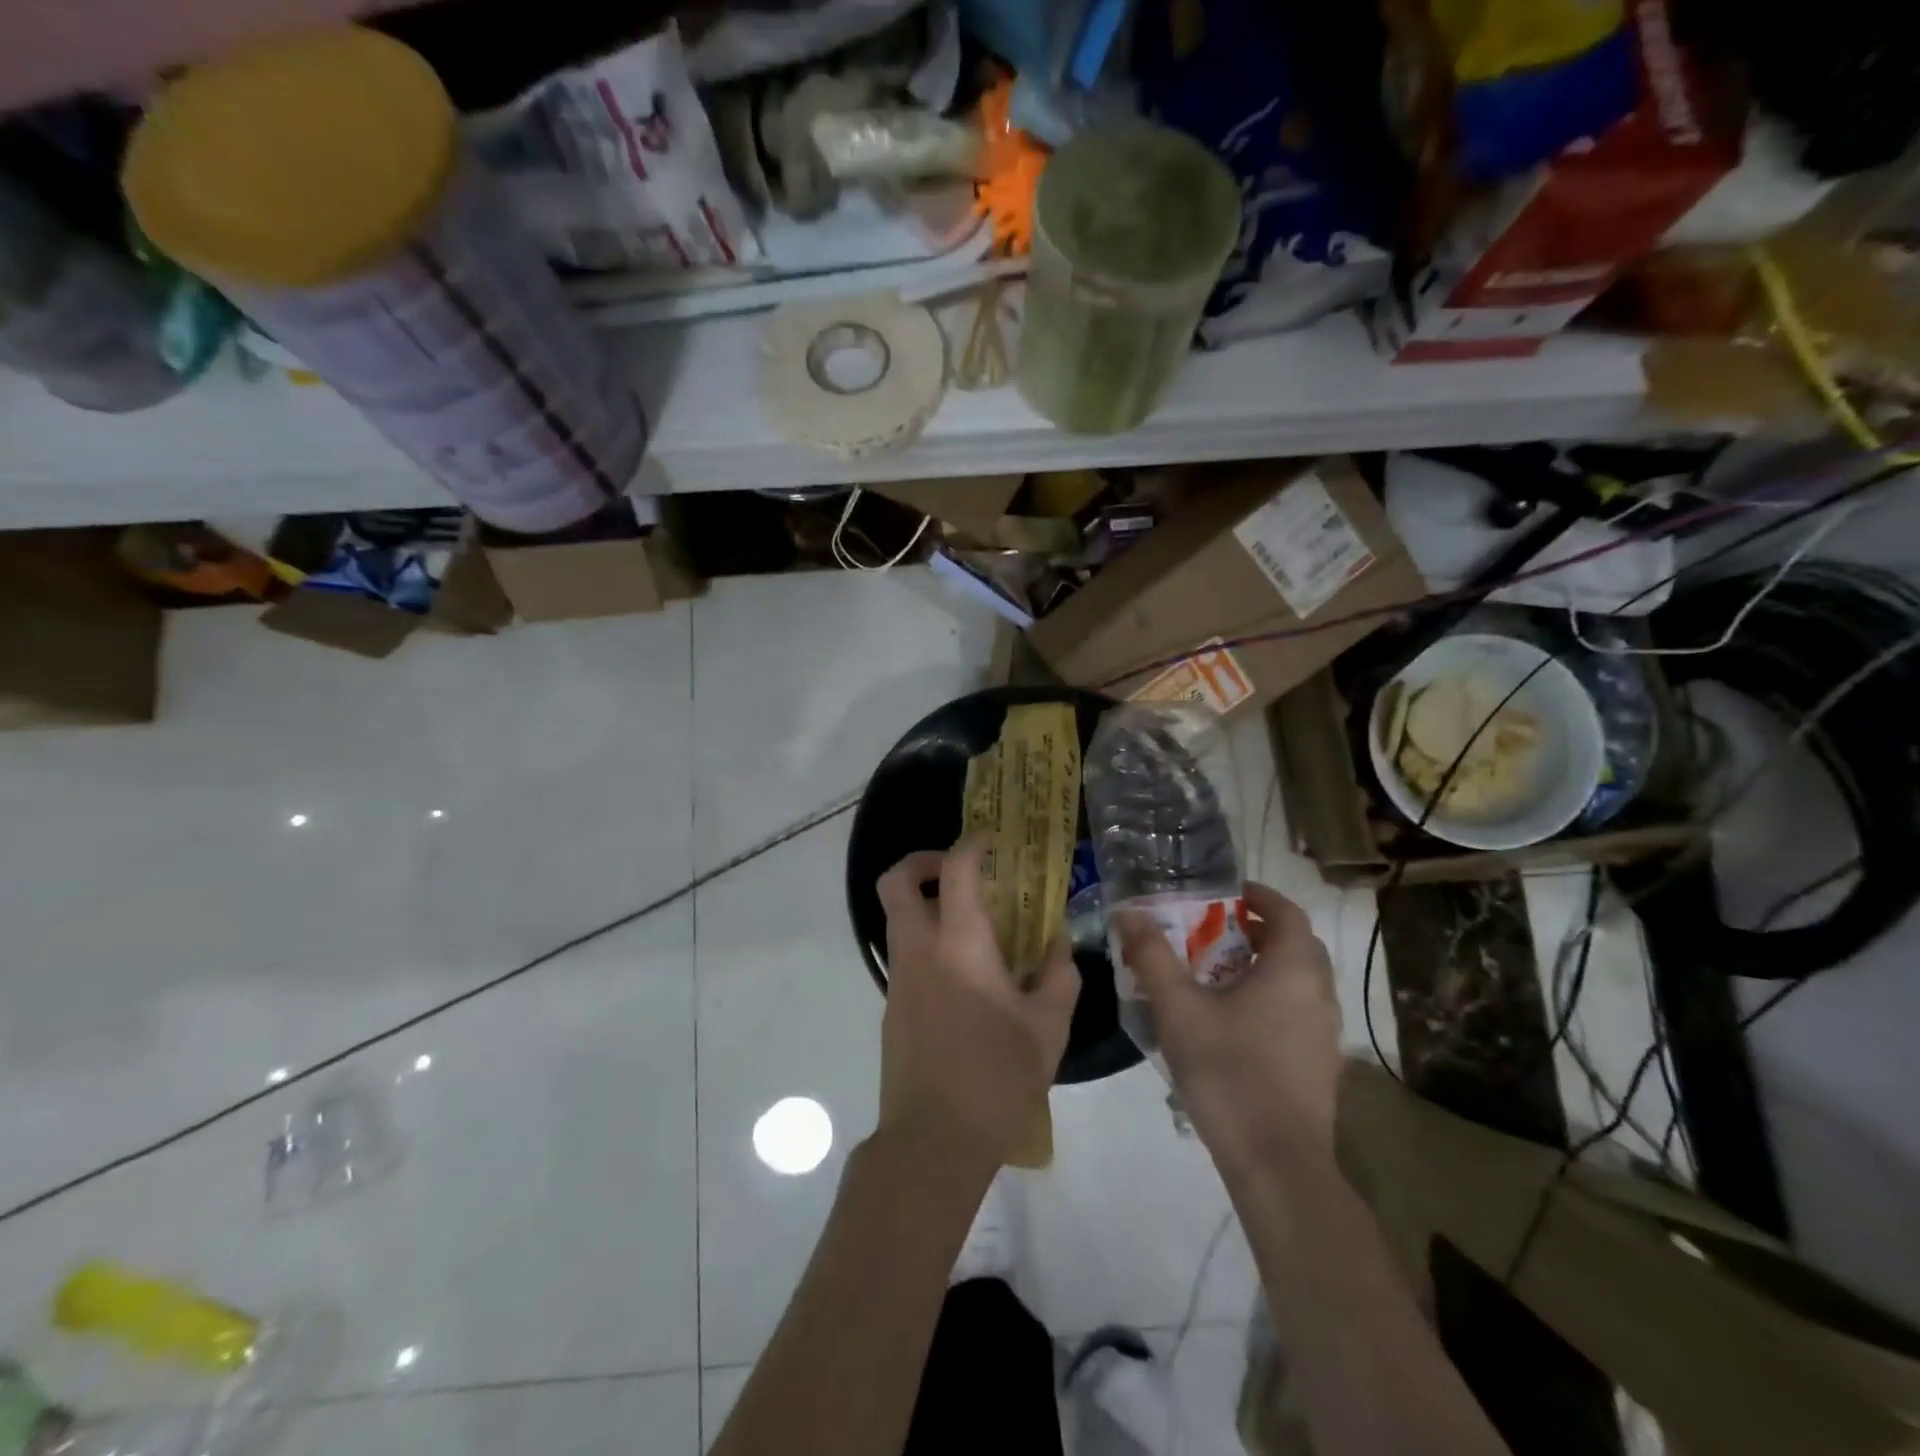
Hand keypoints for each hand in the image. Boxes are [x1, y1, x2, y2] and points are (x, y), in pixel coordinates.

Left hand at [874, 838, 1080, 1177]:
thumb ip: (1057, 973)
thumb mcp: (1048, 1025)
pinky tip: (966, 973)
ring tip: (973, 923)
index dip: (972, 844)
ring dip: (926, 903)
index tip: (992, 841)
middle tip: (961, 871)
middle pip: (896, 882)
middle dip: (923, 862)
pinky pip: (905, 952)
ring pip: (897, 917)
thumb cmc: (997, 1076)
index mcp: (959, 944)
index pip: (956, 869)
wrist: (934, 1139)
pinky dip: (928, 940)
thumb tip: (1056, 942)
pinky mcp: (892, 1005)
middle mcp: (919, 949)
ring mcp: (899, 977)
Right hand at [1116, 882, 1340, 1165]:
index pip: (1288, 913)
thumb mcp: (1178, 1007)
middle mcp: (1319, 994)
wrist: (1276, 1162)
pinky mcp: (1321, 1065)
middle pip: (1297, 946)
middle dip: (1261, 931)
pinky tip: (1235, 1022)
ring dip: (1266, 966)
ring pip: (1299, 981)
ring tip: (1220, 975)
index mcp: (1293, 970)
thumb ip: (1152, 955)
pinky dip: (1273, 999)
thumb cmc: (1228, 1070)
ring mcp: (1325, 1033)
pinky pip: (1298, 1012)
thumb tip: (1128, 912)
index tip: (1228, 895)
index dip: (1260, 897)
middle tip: (1219, 931)